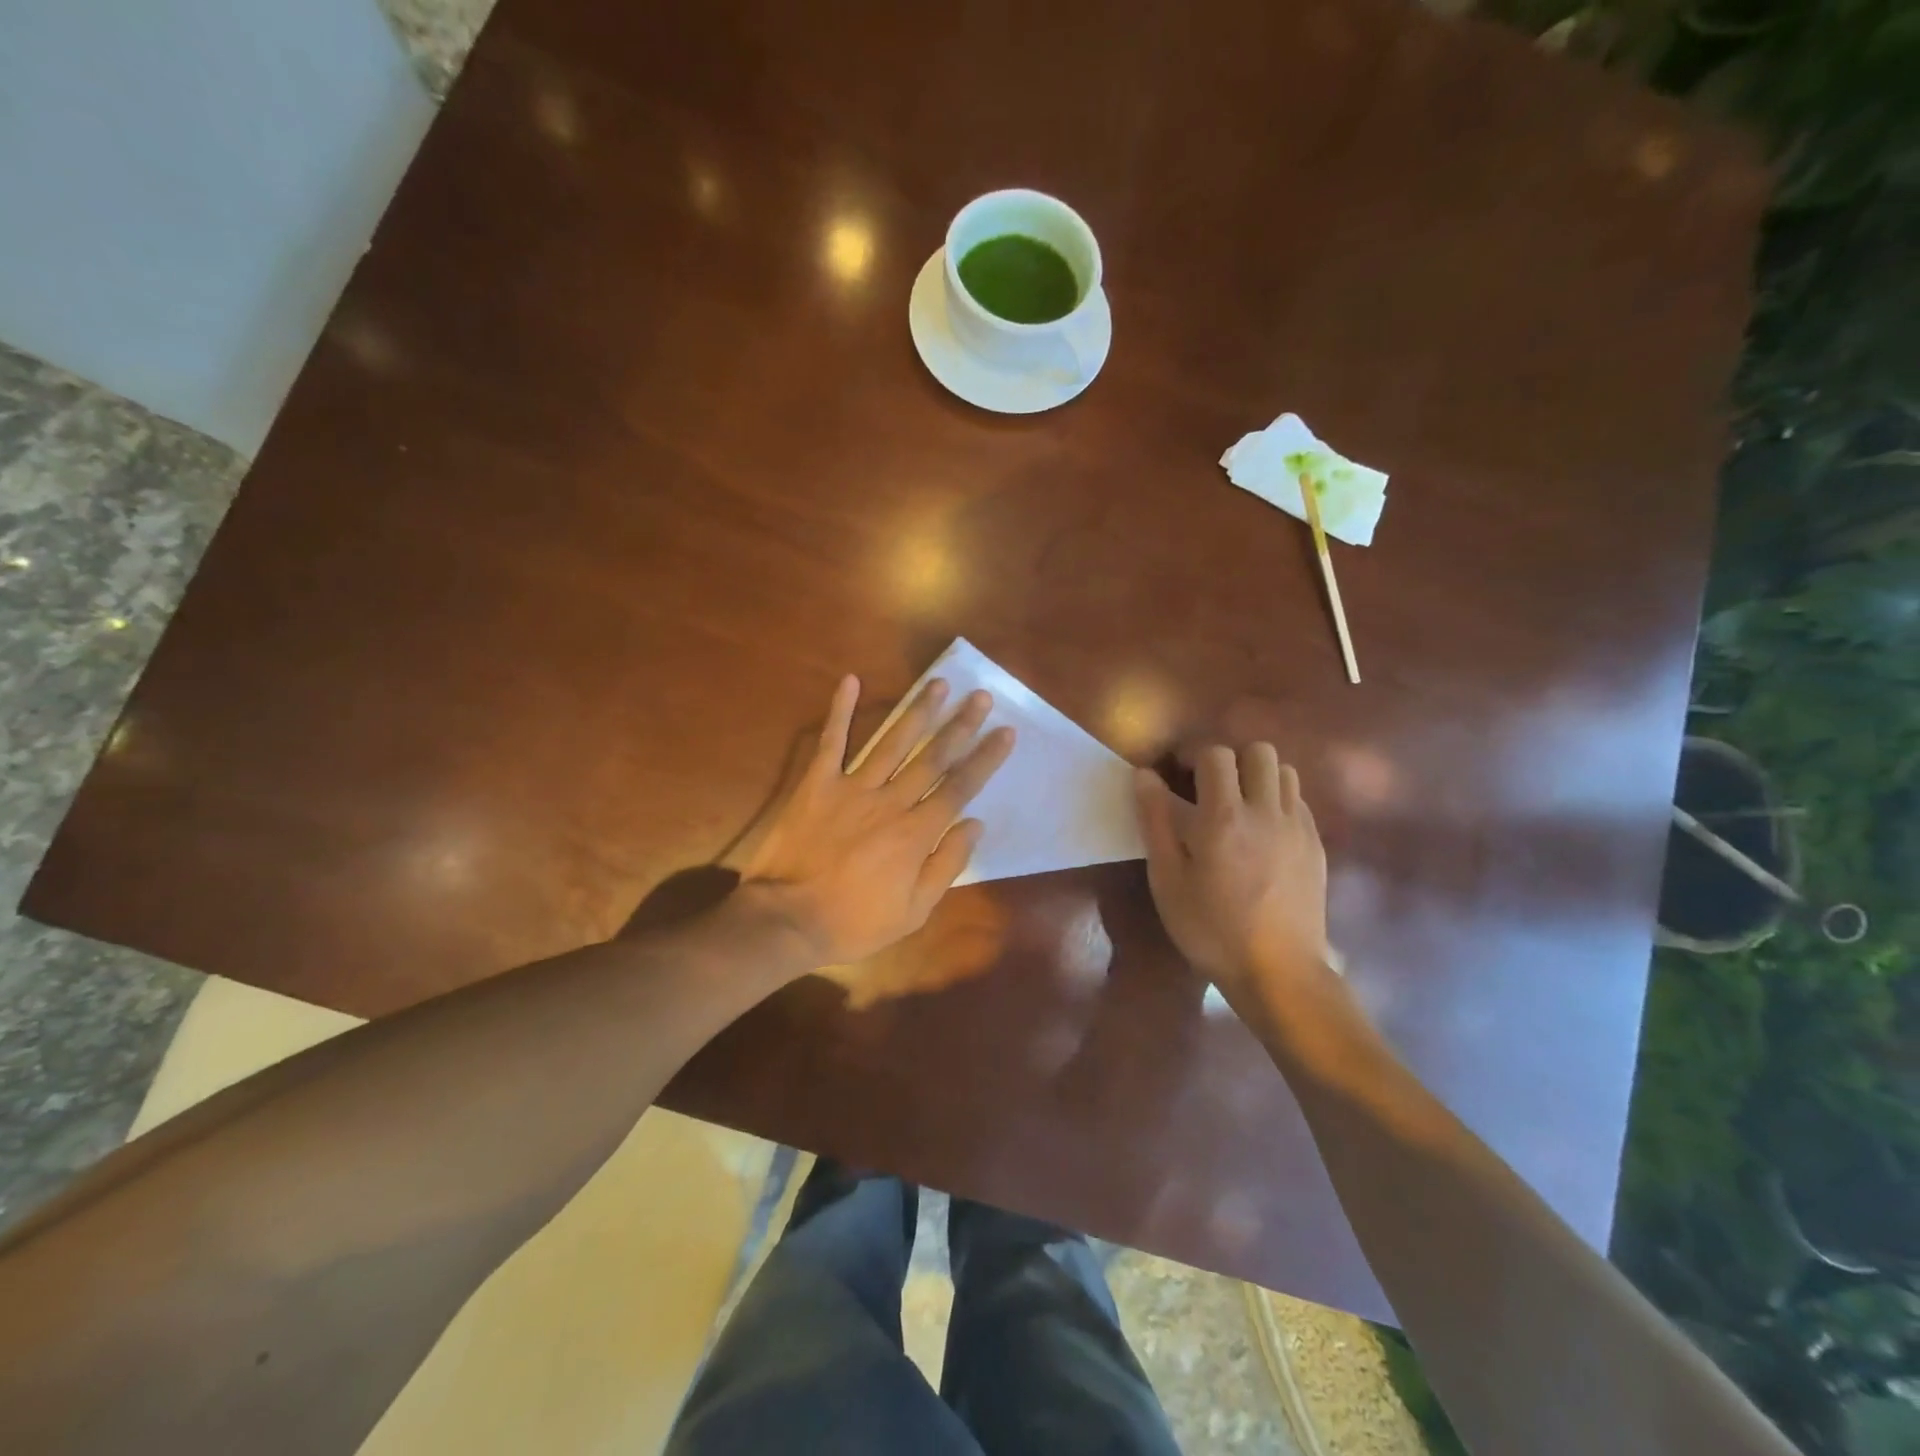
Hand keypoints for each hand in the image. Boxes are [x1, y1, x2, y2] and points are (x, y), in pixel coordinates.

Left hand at [741, 675, 1014, 966]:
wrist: (787, 920)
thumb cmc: (854, 922)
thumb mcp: (914, 912)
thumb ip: (947, 865)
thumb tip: (975, 824)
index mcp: (917, 834)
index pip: (959, 787)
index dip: (985, 758)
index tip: (1006, 732)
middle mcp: (890, 802)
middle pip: (932, 756)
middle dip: (960, 725)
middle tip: (980, 696)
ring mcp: (852, 788)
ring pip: (892, 742)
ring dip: (917, 711)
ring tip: (938, 683)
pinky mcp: (817, 783)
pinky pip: (832, 741)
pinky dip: (840, 710)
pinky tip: (851, 680)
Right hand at [1133, 745, 1328, 1013]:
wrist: (1279, 973)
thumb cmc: (1211, 929)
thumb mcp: (1167, 880)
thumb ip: (1155, 821)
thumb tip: (1144, 775)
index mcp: (1225, 816)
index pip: (1216, 754)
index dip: (1193, 755)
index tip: (1178, 776)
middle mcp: (1267, 811)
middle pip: (1260, 751)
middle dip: (1232, 760)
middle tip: (1211, 789)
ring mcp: (1298, 828)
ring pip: (1286, 772)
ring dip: (1259, 778)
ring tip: (1240, 807)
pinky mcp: (1316, 847)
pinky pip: (1299, 803)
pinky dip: (1279, 803)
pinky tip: (1263, 835)